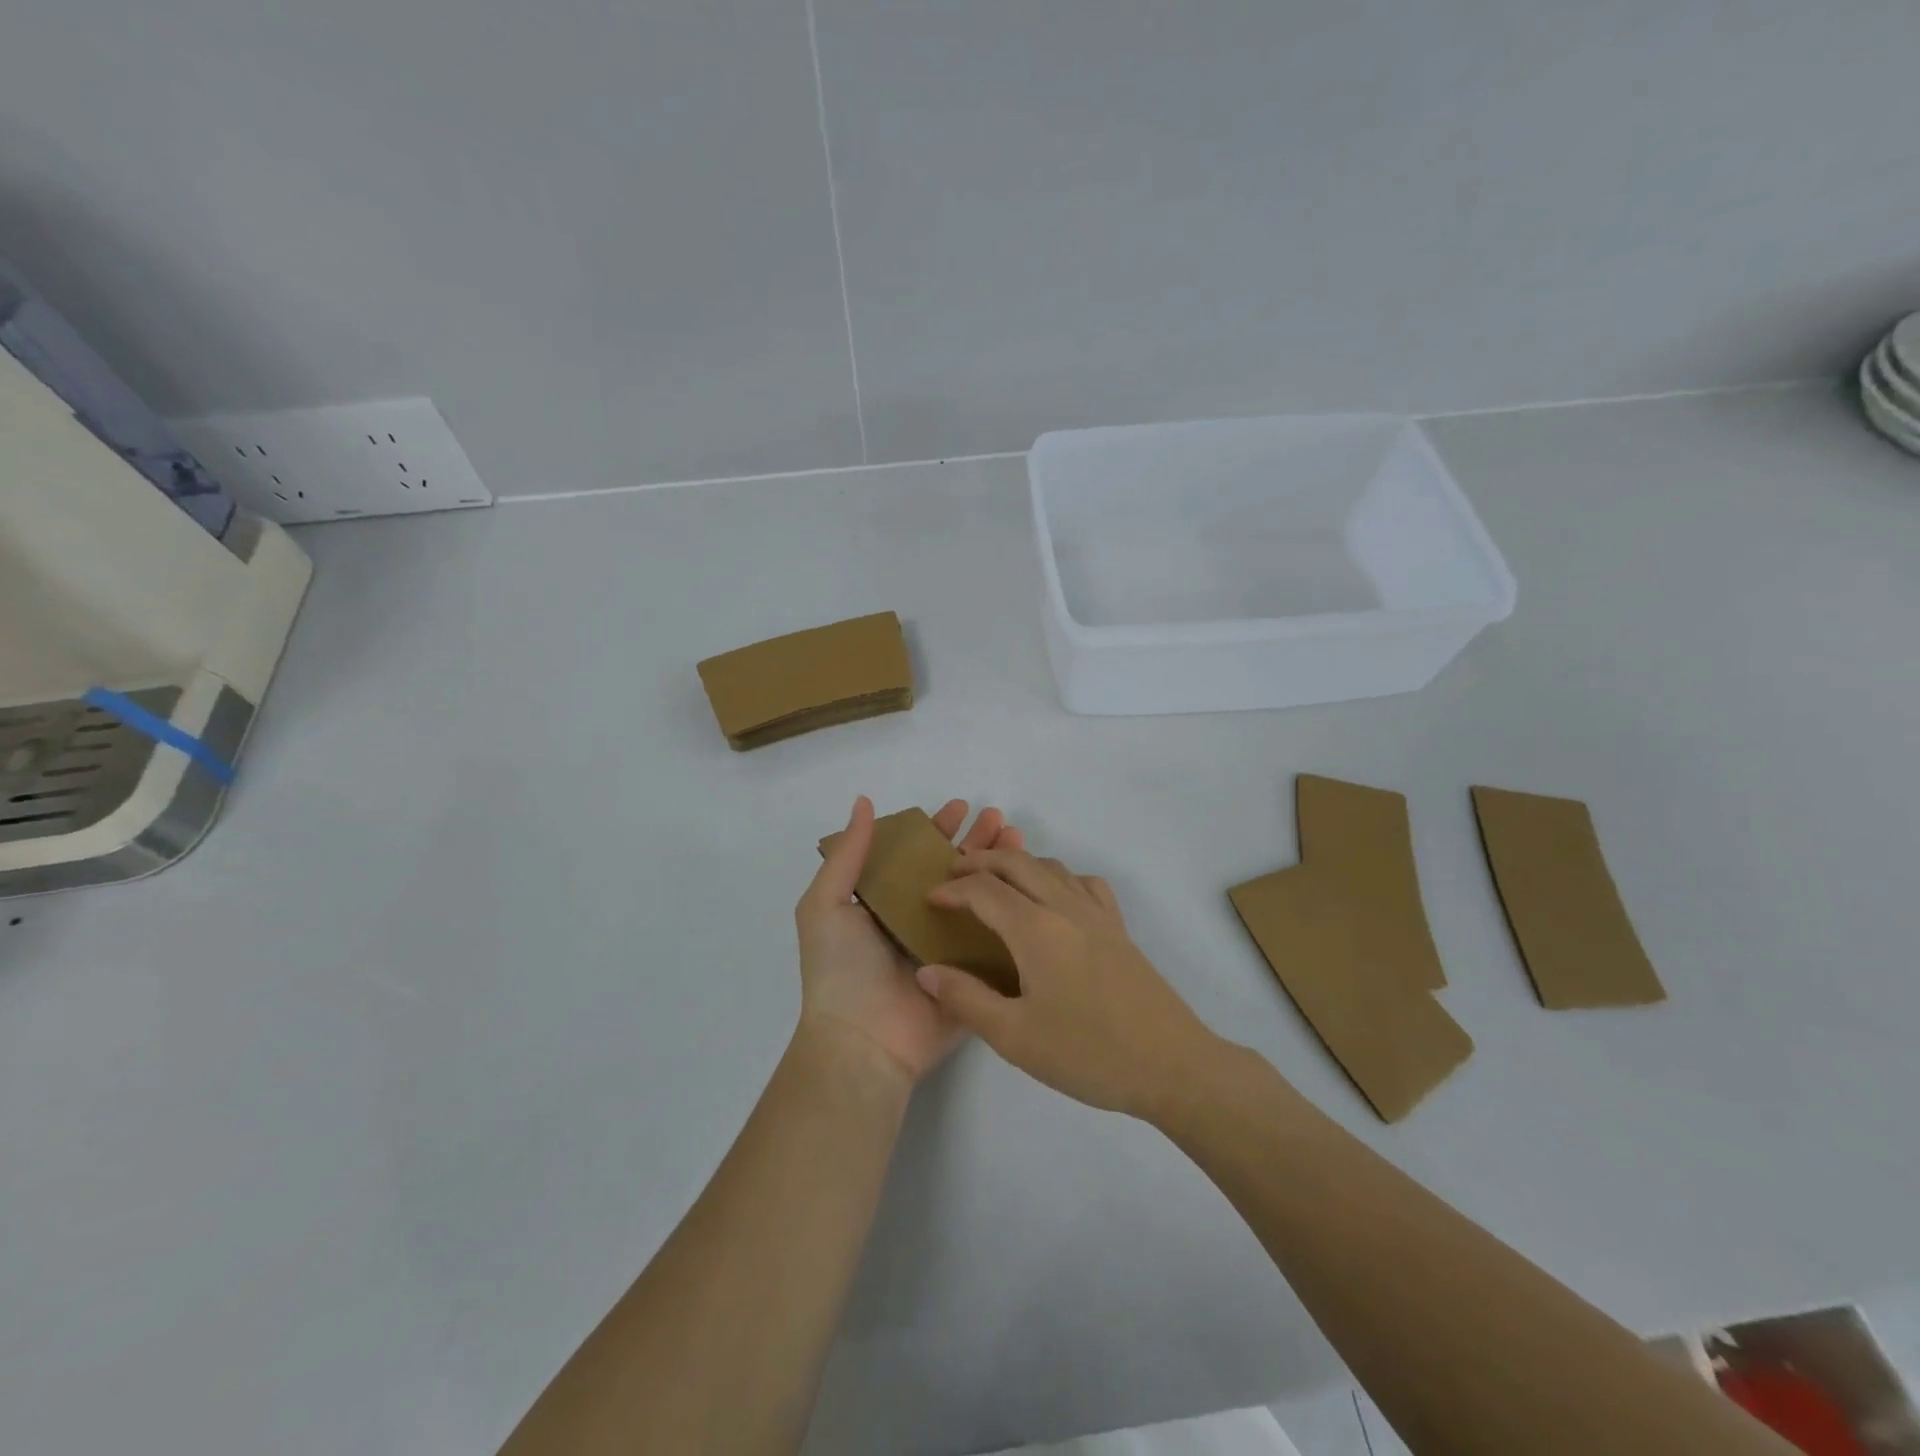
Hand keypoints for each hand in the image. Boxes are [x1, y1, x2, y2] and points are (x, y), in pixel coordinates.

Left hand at [796, 796, 1024, 1083]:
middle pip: (954, 872)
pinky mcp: (973, 976)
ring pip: (981, 899)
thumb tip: (863, 802)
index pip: (916, 856)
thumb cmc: (840, 970)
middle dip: (977, 843)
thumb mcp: (826, 905)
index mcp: (885, 904)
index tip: (962, 807)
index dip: (937, 830)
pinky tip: (1033, 888)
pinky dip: (1015, 913)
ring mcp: (949, 949)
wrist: (863, 1043)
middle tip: (1001, 819)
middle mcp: (918, 921)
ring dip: (1000, 869)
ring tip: (1020, 840)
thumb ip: (848, 855)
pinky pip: (997, 940)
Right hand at [915, 849, 1220, 1119]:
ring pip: (1051, 866)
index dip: (952, 889)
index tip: (929, 899)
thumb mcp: (1015, 1037)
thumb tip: (926, 971)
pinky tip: (1056, 898)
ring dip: (1018, 863)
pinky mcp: (1119, 928)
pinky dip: (1059, 876)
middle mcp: (1065, 907)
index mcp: (1035, 929)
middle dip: (981, 861)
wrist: (1171, 1065)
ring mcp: (1098, 914)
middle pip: (1017, 863)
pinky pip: (1085, 883)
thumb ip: (966, 999)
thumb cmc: (1088, 1053)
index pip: (984, 890)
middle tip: (953, 873)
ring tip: (996, 881)